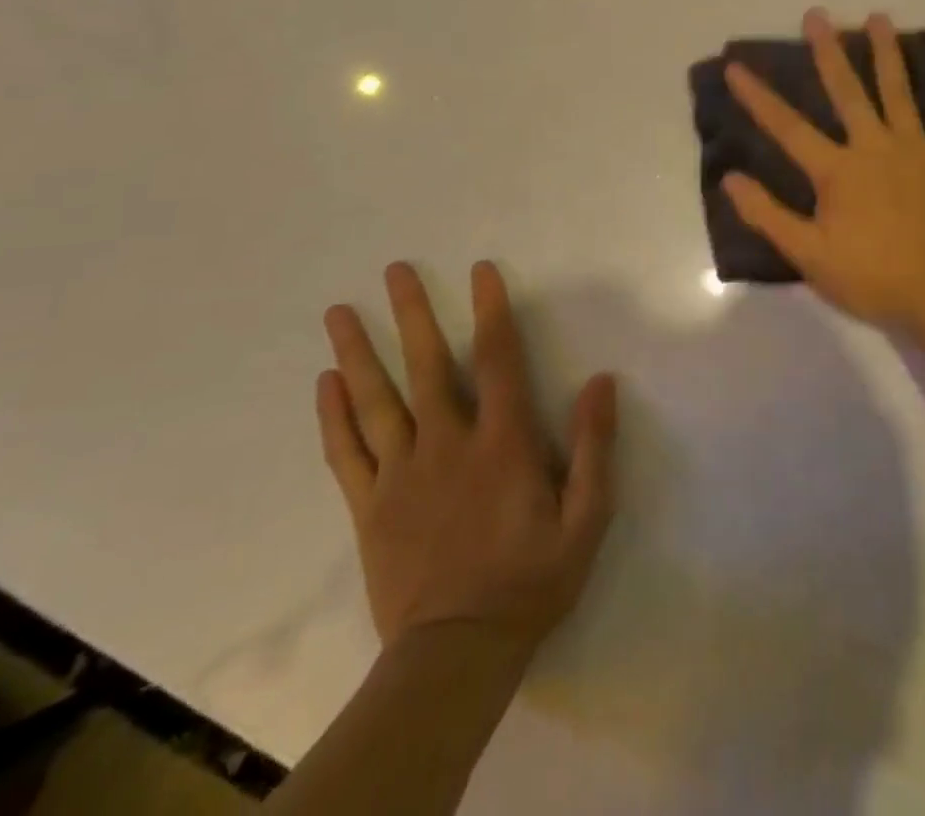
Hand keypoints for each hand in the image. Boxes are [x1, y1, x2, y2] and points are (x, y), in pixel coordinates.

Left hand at [317, 261, 617, 654]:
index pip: (496, 360)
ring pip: (376, 402)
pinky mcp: (369, 508)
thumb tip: (601, 381)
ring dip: (357, 353)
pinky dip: (332, 416)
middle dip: (411, 314)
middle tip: (393, 270)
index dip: (490, 311)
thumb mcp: (586, 518)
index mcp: (501, 444)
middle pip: (426, 367)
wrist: (457, 655)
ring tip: (338, 312)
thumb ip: (594, 447)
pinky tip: (323, 383)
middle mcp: (447, 445)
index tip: (479, 270)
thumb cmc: (530, 580)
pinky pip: (346, 453)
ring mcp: (401, 475)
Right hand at [722, 8, 924, 334]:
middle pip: (847, 91)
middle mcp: (874, 146)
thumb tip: (730, 179)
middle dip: (828, 52)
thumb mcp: (809, 255)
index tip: (736, 66)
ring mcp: (917, 147)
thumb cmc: (874, 278)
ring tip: (878, 16)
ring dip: (886, 52)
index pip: (788, 127)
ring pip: (898, 90)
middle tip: (816, 14)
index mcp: (837, 170)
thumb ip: (768, 215)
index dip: (758, 97)